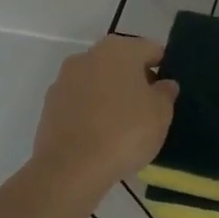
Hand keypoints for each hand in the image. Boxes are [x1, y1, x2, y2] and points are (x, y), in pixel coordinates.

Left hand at [31, 36, 178, 192]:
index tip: (168, 91)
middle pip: (121, 63)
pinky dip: (92, 112)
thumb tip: (163, 84)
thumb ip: (166, 93)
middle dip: (135, 81)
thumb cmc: (125, 131)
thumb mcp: (161, 113)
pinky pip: (80, 102)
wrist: (71, 168)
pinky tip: (101, 136)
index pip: (151, 50)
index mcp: (120, 49)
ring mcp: (64, 80)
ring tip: (124, 126)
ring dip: (111, 95)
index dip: (164, 68)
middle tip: (150, 109)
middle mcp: (88, 55)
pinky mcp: (49, 106)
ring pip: (98, 82)